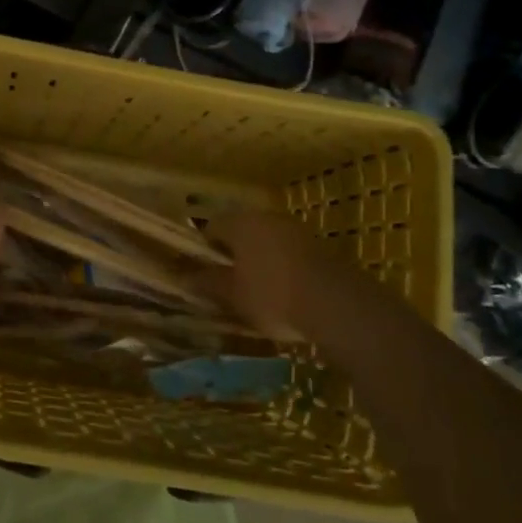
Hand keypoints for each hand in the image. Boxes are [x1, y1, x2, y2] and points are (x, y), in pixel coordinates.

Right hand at [203, 212, 339, 341]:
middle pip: (240, 231)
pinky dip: (280, 265)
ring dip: (258, 259)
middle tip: (228, 283)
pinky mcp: (318, 245)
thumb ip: (208, 283)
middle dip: (232, 254)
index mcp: (240, 223)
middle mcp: (267, 217)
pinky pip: (288, 251)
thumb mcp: (233, 295)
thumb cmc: (272, 296)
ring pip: (266, 241)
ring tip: (255, 290)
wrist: (336, 305)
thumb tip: (185, 277)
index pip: (211, 227)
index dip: (203, 250)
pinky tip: (283, 291)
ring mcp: (296, 229)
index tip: (203, 274)